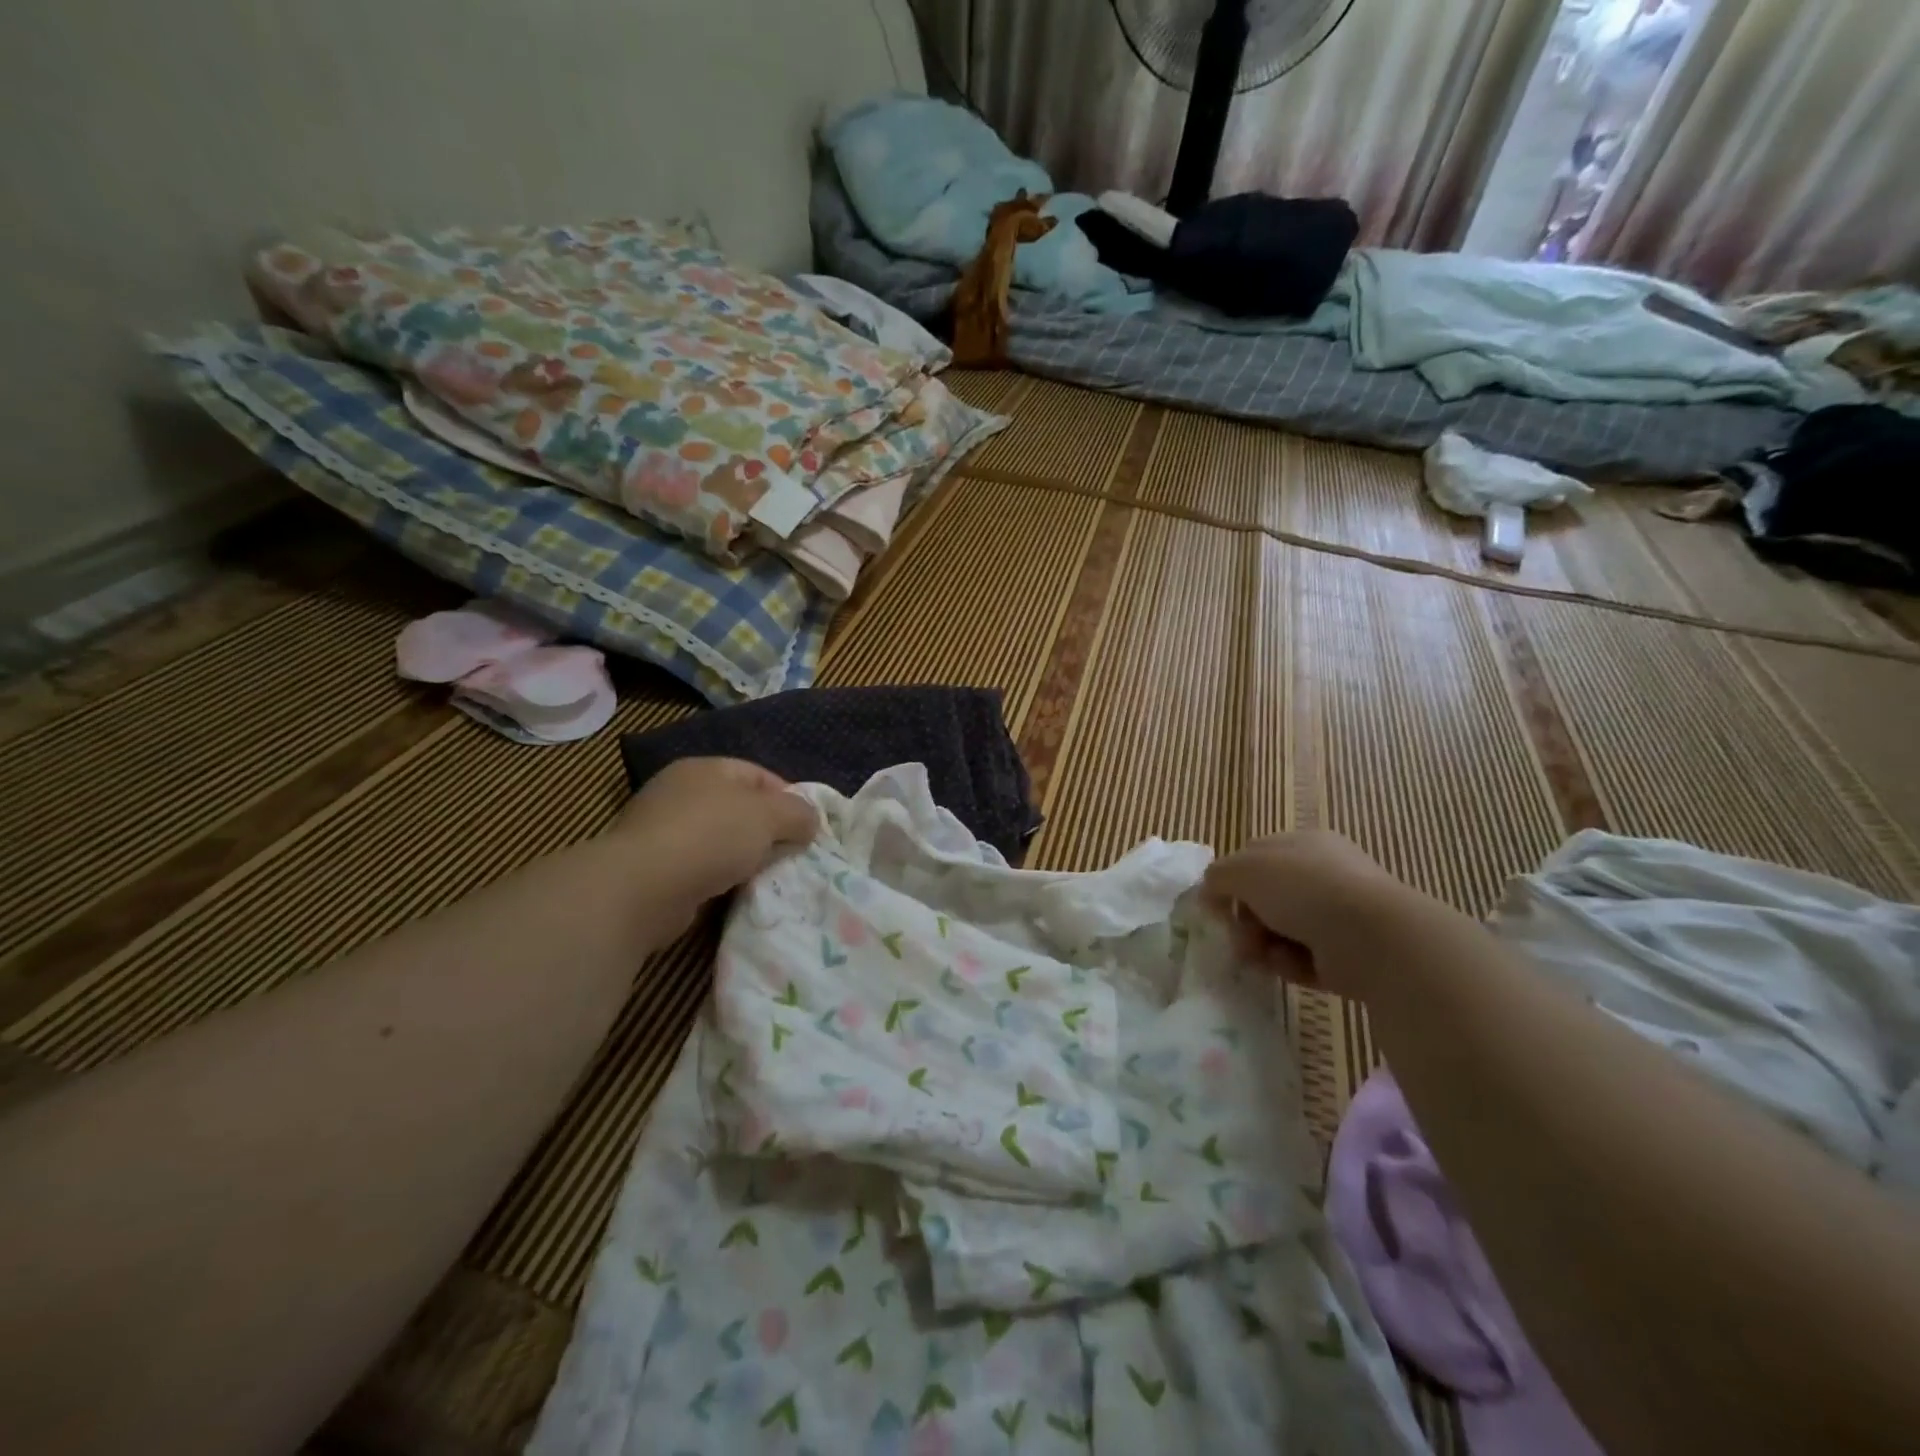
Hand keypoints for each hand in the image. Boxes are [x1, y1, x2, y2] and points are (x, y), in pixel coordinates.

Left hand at [607, 758, 818, 908]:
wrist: (642, 888)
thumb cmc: (710, 836)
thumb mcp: (768, 815)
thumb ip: (798, 812)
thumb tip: (810, 819)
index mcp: (704, 768)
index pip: (758, 775)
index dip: (788, 797)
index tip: (808, 827)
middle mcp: (679, 792)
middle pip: (739, 808)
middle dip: (768, 830)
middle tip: (792, 853)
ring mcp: (661, 830)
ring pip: (720, 840)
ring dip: (744, 857)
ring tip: (766, 876)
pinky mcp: (653, 867)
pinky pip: (701, 867)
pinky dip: (720, 878)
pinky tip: (734, 893)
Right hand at [1201, 831, 1412, 997]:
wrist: (1369, 936)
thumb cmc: (1303, 888)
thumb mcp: (1244, 869)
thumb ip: (1217, 876)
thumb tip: (1209, 893)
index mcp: (1302, 845)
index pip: (1254, 857)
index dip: (1229, 880)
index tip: (1215, 904)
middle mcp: (1321, 876)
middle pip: (1264, 899)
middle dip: (1244, 919)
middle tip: (1239, 936)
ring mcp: (1336, 916)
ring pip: (1278, 931)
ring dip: (1261, 945)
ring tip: (1260, 956)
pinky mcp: (1344, 955)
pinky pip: (1300, 959)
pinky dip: (1288, 964)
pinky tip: (1290, 965)